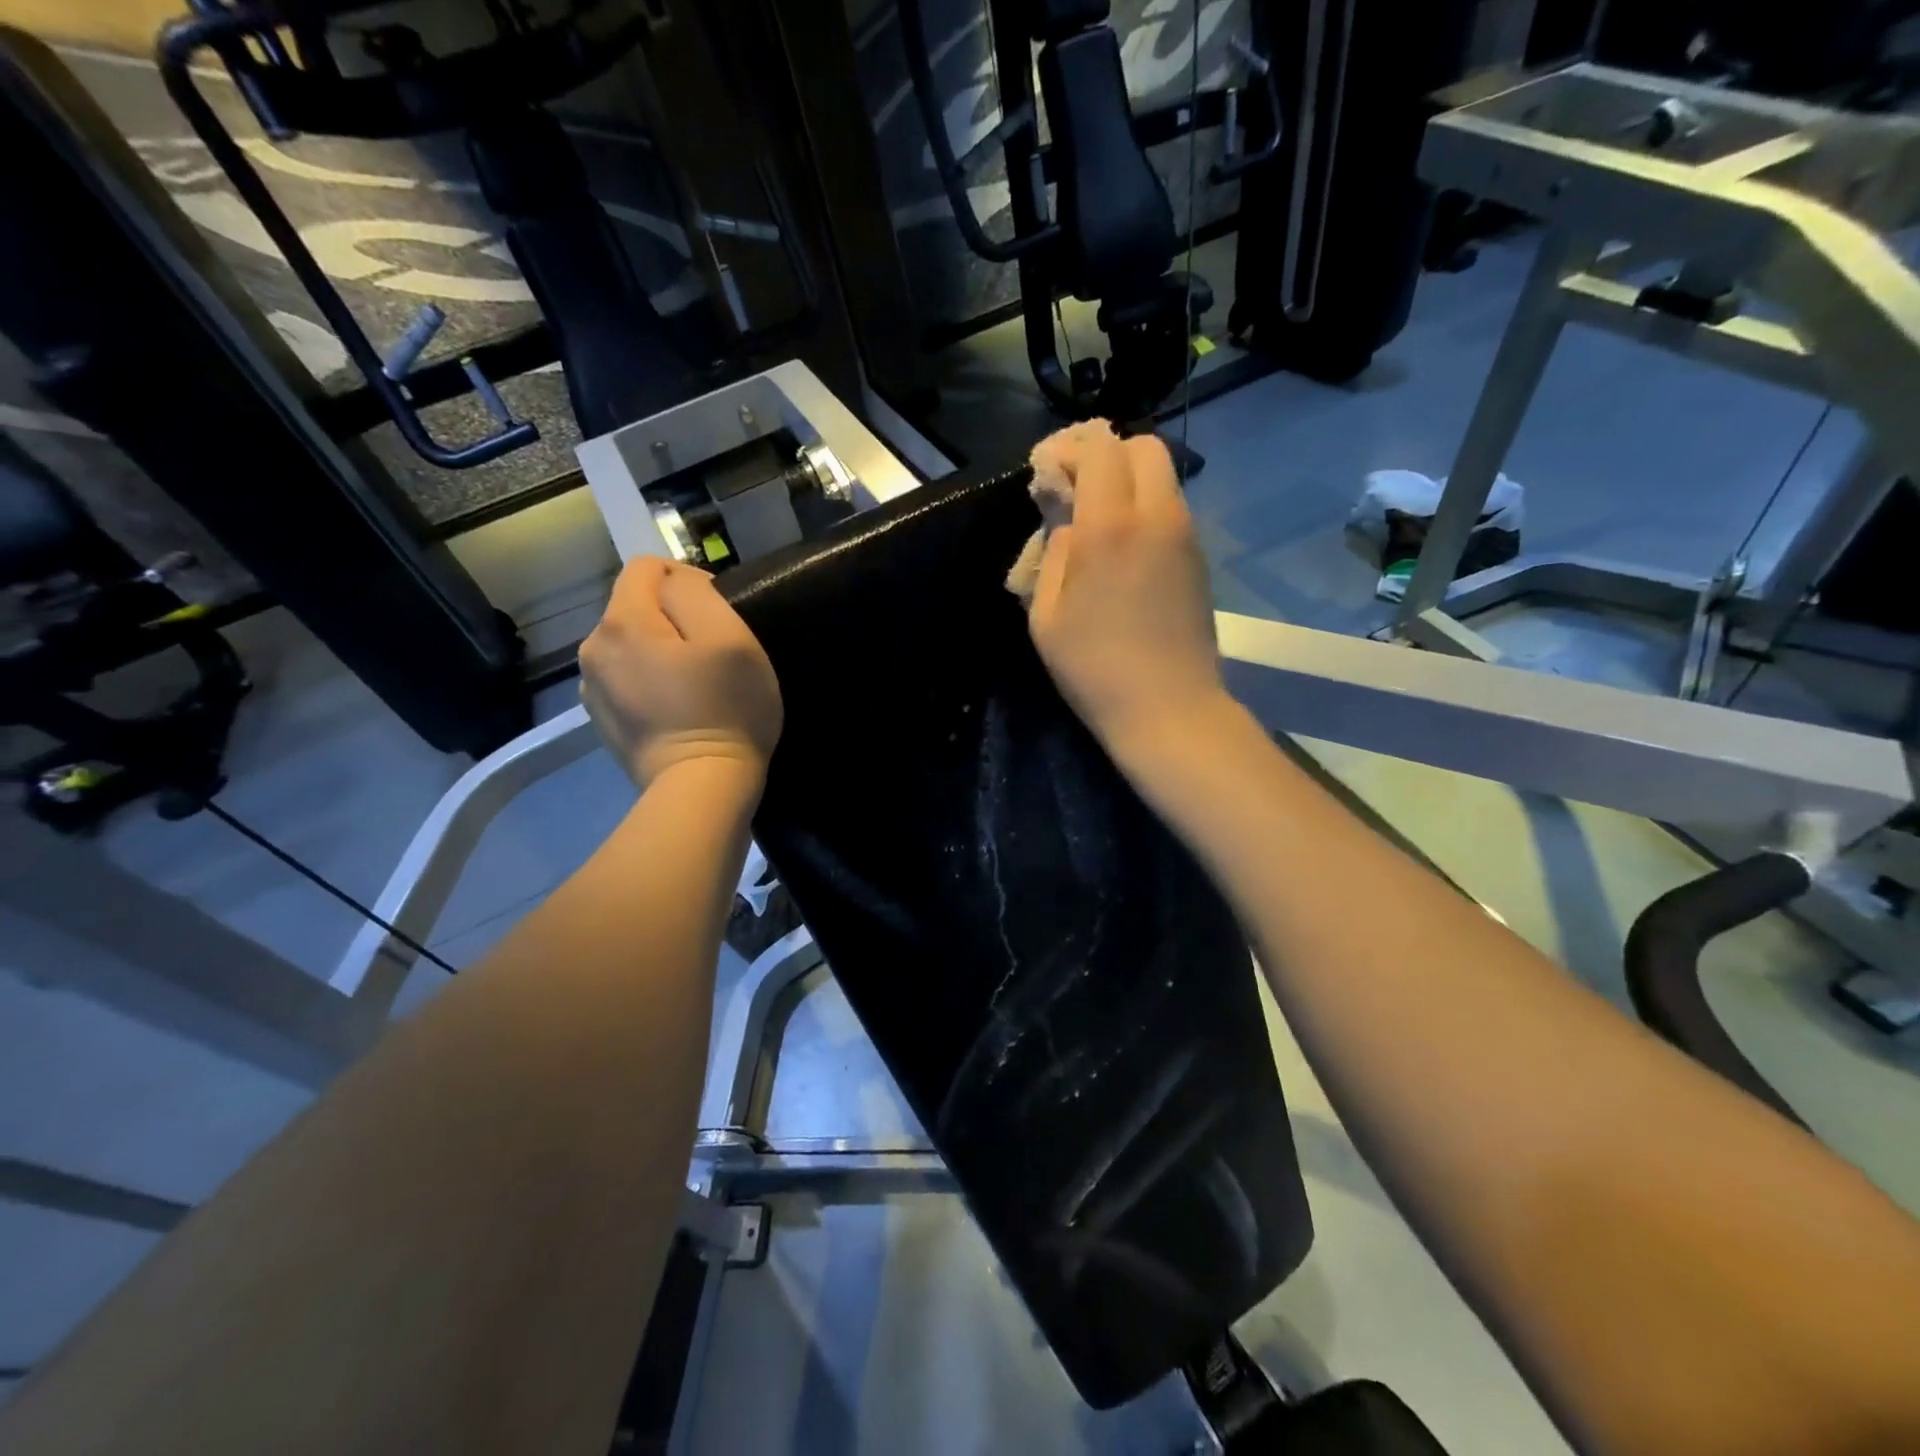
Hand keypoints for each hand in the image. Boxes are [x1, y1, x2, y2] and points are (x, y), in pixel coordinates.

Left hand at [579, 556, 782, 788]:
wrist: (701, 788)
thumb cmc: (726, 709)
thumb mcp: (730, 637)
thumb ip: (695, 592)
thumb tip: (675, 582)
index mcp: (622, 621)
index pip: (648, 567)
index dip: (688, 578)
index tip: (719, 615)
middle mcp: (593, 647)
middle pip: (636, 606)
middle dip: (672, 618)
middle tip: (713, 653)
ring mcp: (592, 687)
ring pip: (630, 643)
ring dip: (660, 650)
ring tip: (695, 682)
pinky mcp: (601, 718)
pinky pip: (626, 678)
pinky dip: (649, 681)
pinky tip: (676, 707)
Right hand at [1029, 428, 1230, 754]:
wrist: (1169, 708)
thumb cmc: (1094, 668)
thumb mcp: (1047, 615)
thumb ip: (1053, 555)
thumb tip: (1068, 527)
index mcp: (1111, 526)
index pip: (1100, 449)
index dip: (1070, 451)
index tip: (1049, 477)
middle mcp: (1157, 516)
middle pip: (1144, 447)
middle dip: (1108, 456)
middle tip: (1079, 492)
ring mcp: (1187, 536)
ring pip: (1163, 478)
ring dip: (1129, 484)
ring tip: (1100, 524)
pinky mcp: (1200, 560)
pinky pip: (1172, 511)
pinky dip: (1147, 511)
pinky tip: (1126, 553)